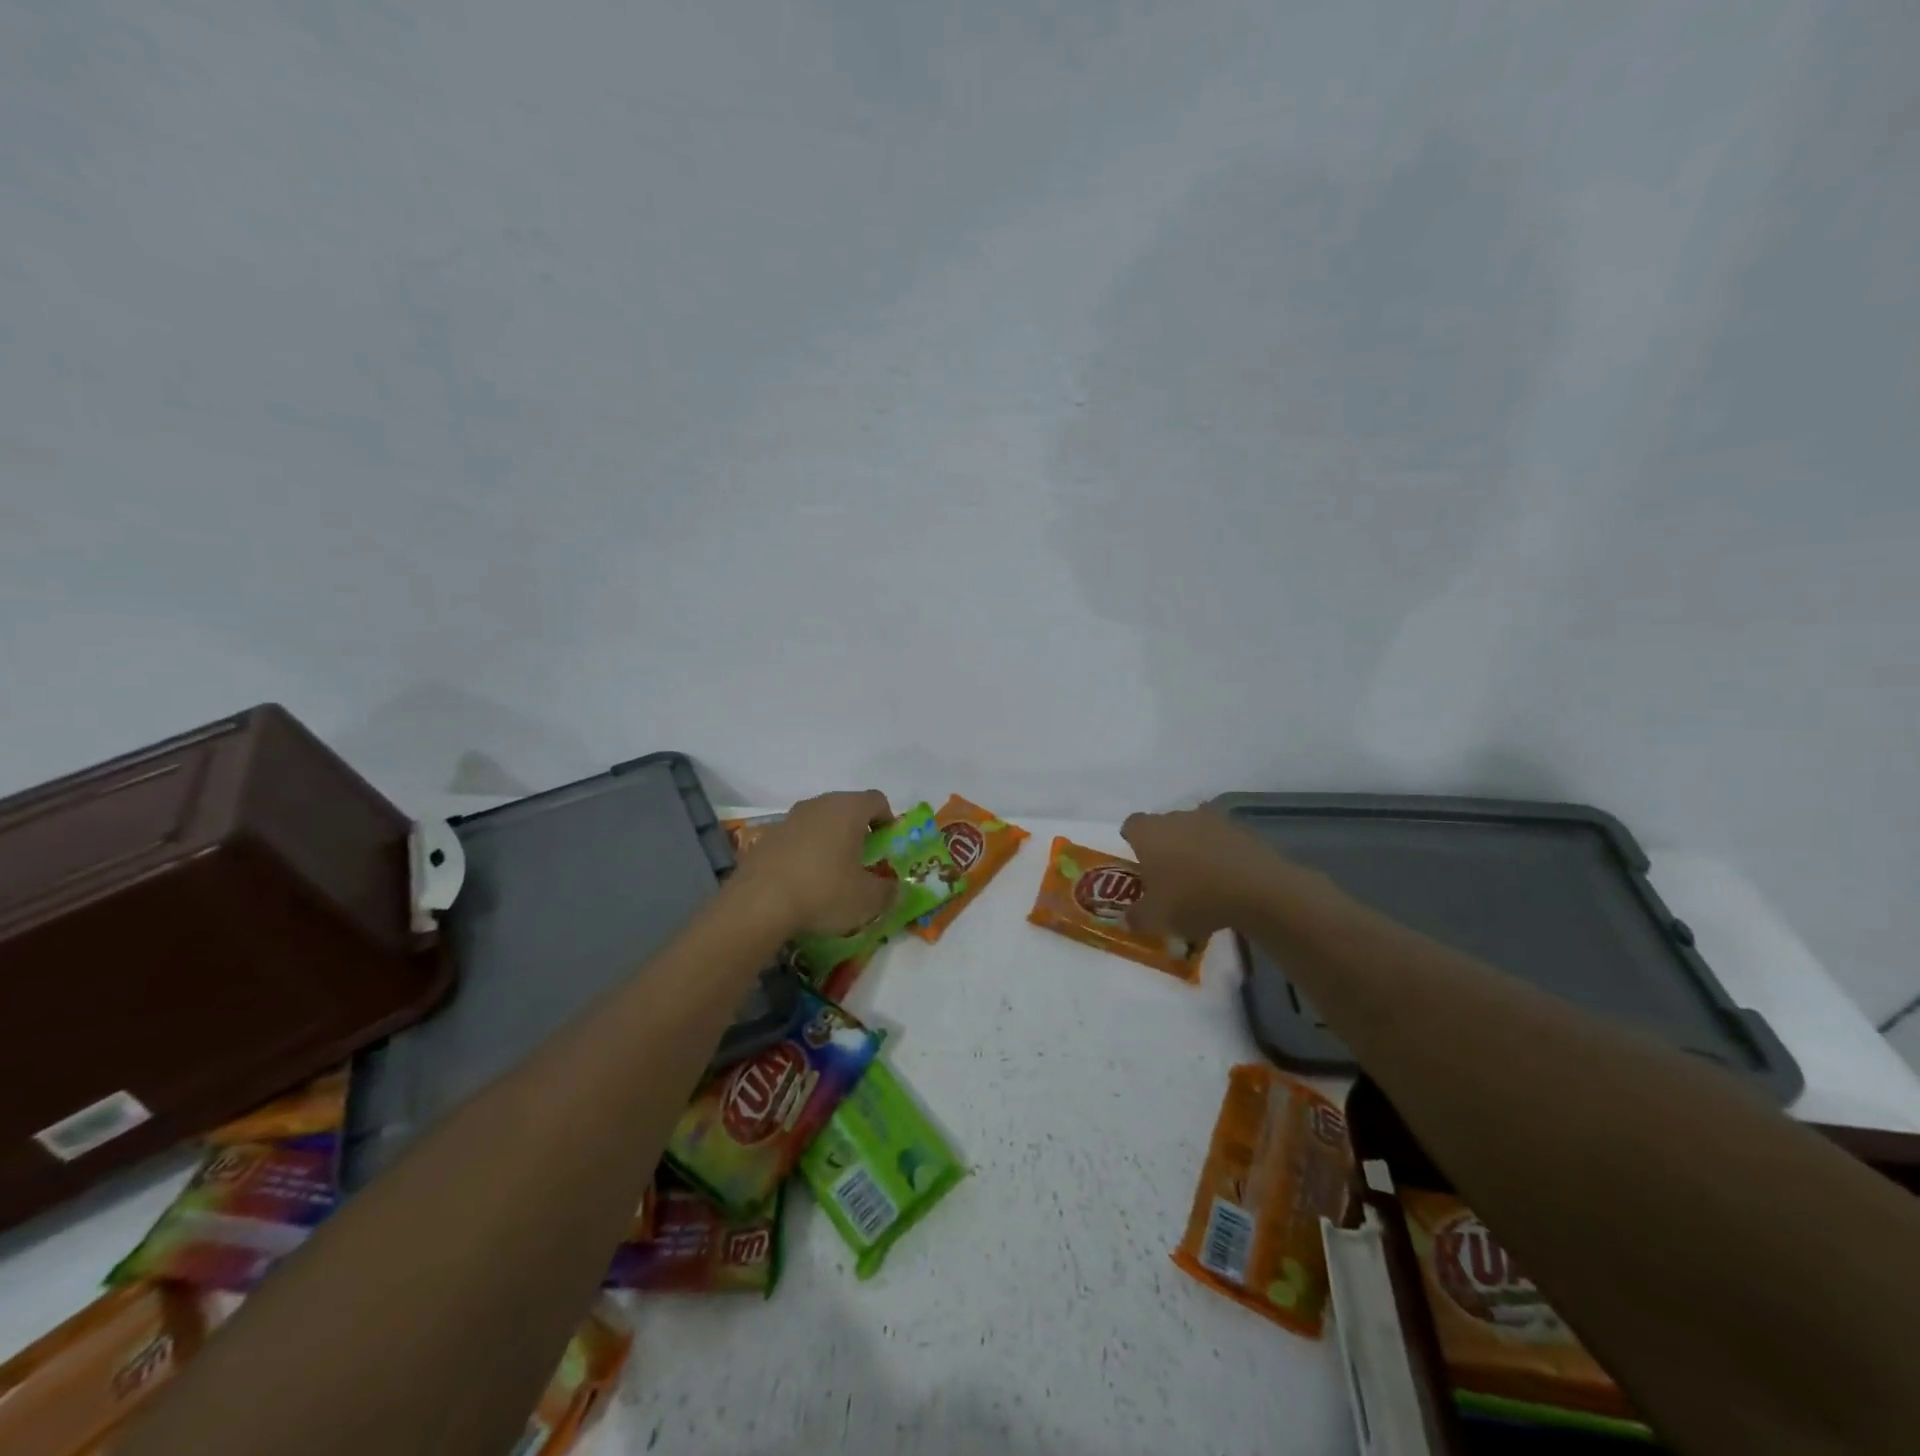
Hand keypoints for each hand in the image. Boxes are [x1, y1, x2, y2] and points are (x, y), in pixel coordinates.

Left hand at [733, 790, 896, 935]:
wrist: (758, 904)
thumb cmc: (824, 892)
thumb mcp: (868, 900)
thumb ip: (888, 891)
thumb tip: (894, 888)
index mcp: (848, 809)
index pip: (877, 800)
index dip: (887, 820)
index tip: (887, 845)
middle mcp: (819, 804)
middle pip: (847, 808)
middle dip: (858, 830)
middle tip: (863, 860)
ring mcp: (789, 818)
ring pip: (819, 822)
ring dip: (830, 840)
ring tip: (832, 872)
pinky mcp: (766, 837)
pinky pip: (796, 838)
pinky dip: (805, 852)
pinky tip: (803, 881)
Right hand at [1120, 805, 1280, 940]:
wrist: (1256, 889)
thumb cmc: (1193, 898)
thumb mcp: (1157, 919)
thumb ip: (1136, 917)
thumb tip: (1126, 920)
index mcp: (1149, 832)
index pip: (1131, 825)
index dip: (1132, 842)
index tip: (1138, 862)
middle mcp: (1176, 817)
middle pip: (1163, 826)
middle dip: (1163, 846)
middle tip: (1167, 876)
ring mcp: (1211, 820)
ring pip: (1193, 831)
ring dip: (1193, 848)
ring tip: (1200, 880)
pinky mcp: (1241, 829)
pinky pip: (1220, 840)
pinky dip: (1219, 854)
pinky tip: (1226, 880)